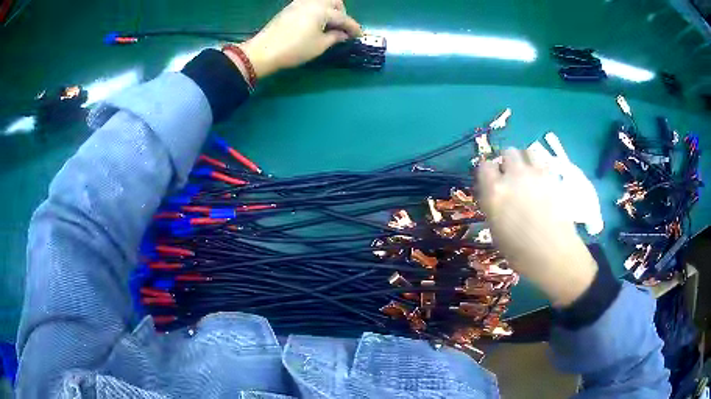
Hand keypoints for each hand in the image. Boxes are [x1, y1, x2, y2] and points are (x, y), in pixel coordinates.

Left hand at [234, 0, 361, 78]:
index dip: (353, 27)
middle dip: (342, 12)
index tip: (359, 35)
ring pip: (322, 0)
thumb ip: (335, 37)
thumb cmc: (294, 49)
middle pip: (334, 1)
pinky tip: (315, 21)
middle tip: (342, 28)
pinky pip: (310, 3)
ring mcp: (299, 3)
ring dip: (330, 9)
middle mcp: (312, 2)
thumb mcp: (319, 46)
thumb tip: (343, 34)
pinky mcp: (290, 8)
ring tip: (328, 24)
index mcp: (322, 10)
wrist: (263, 51)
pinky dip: (318, 9)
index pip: (343, 18)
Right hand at [477, 149, 598, 306]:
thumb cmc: (521, 253)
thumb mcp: (496, 232)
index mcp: (494, 192)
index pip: (484, 166)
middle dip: (507, 162)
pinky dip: (540, 164)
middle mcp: (513, 177)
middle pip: (506, 152)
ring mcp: (535, 174)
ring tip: (527, 174)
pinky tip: (542, 178)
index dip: (487, 173)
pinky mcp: (552, 176)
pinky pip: (543, 159)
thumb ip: (493, 207)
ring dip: (524, 159)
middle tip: (511, 177)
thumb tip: (493, 195)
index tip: (490, 182)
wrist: (554, 254)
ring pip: (526, 150)